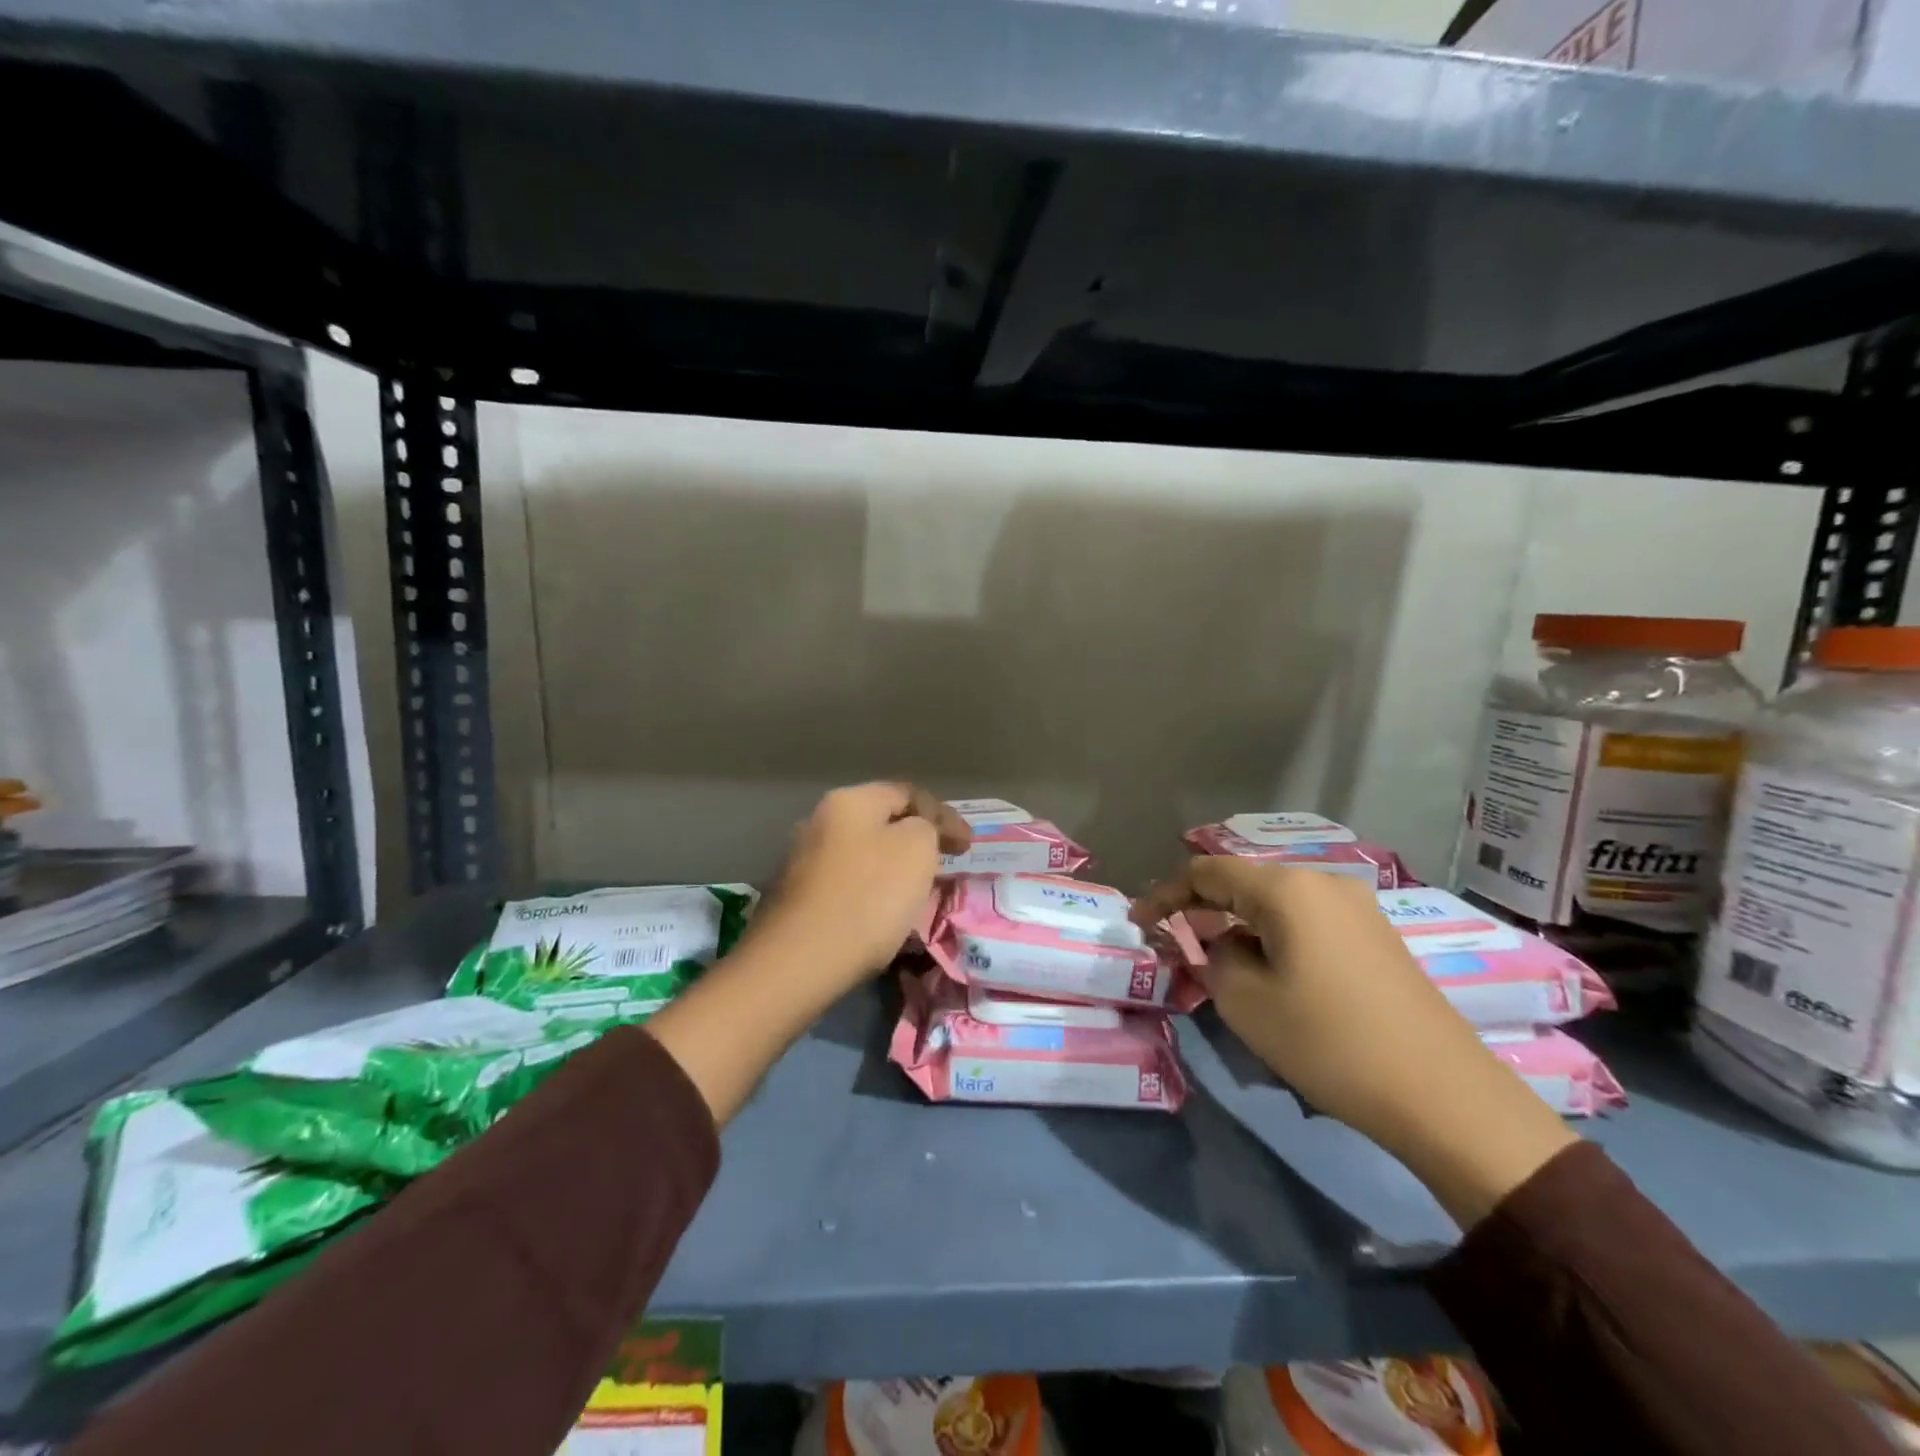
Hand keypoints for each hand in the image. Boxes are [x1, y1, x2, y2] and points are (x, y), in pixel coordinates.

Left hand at [753, 783, 970, 991]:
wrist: (799, 962)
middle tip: (944, 864)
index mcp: (850, 801)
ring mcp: (803, 860)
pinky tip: (882, 914)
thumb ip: (927, 827)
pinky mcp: (797, 898)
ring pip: (864, 854)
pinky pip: (847, 883)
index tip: (967, 846)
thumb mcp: (917, 849)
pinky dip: (871, 891)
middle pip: (882, 822)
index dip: (944, 815)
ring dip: (893, 867)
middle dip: (917, 840)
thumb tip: (915, 832)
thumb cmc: (868, 897)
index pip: (909, 793)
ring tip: (918, 892)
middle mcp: (820, 820)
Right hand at [1134, 859, 1576, 1226]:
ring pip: (1275, 901)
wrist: (1442, 1094)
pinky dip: (1273, 934)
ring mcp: (1355, 906)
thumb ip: (1214, 958)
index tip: (1138, 921)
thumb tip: (1222, 944)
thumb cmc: (1329, 1041)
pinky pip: (1306, 919)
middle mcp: (1322, 881)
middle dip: (1202, 907)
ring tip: (1215, 957)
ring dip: (1238, 922)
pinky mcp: (1375, 934)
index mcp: (1286, 888)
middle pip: (1243, 881)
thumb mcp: (1245, 1001)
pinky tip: (1267, 966)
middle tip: (1172, 938)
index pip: (1206, 872)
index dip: (1165, 893)